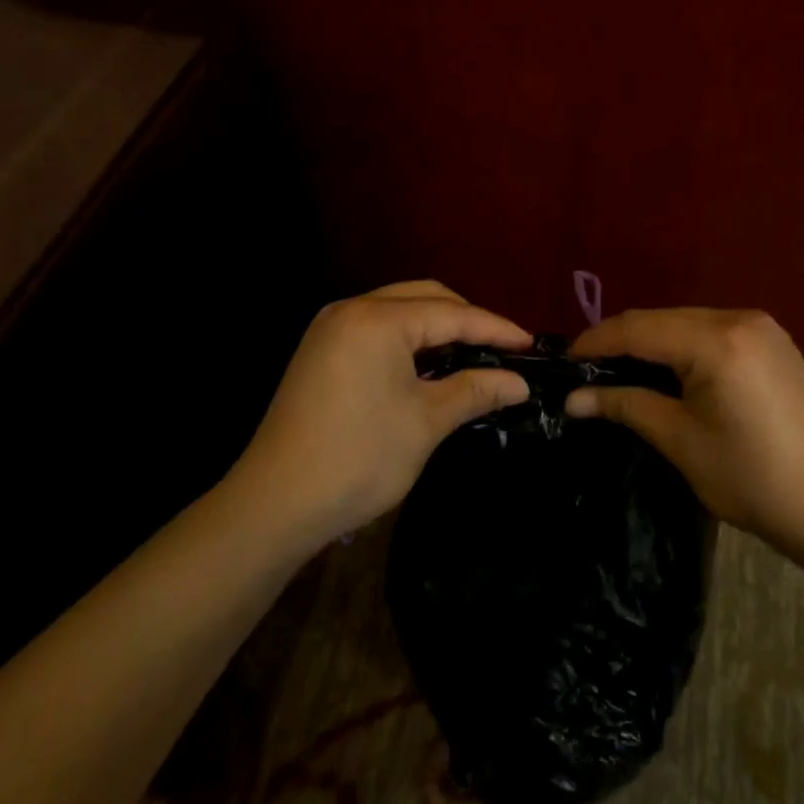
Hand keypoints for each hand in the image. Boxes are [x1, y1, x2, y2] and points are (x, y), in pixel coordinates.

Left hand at [233, 281, 531, 546]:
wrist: (273, 505)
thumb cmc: (358, 459)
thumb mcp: (426, 423)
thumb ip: (475, 390)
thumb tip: (519, 383)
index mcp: (378, 320)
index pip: (452, 314)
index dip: (496, 328)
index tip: (530, 345)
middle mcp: (352, 309)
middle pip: (425, 298)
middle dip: (467, 320)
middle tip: (502, 349)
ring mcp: (331, 328)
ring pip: (400, 310)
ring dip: (438, 328)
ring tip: (473, 355)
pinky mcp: (321, 350)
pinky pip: (378, 328)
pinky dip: (409, 340)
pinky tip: (429, 365)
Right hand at [567, 309, 803, 559]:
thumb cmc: (752, 479)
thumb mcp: (680, 441)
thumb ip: (626, 406)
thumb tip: (574, 399)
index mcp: (717, 340)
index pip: (639, 328)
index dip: (597, 341)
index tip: (565, 360)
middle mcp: (739, 318)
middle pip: (663, 319)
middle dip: (622, 341)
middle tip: (588, 371)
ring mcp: (762, 326)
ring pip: (686, 322)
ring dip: (652, 342)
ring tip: (621, 371)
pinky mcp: (773, 341)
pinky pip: (712, 331)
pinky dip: (683, 345)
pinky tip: (669, 370)